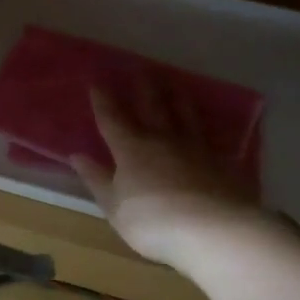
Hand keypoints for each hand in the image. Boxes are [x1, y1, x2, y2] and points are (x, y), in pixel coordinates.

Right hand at [70, 80, 267, 268]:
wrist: (215, 231)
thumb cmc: (153, 221)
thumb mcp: (114, 206)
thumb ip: (97, 179)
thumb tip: (77, 156)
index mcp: (131, 149)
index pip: (112, 118)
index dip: (103, 100)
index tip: (97, 82)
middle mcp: (163, 140)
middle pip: (152, 106)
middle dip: (143, 87)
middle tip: (141, 67)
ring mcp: (196, 149)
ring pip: (184, 115)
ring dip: (177, 97)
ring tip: (174, 83)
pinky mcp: (222, 162)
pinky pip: (210, 137)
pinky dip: (204, 128)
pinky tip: (207, 127)